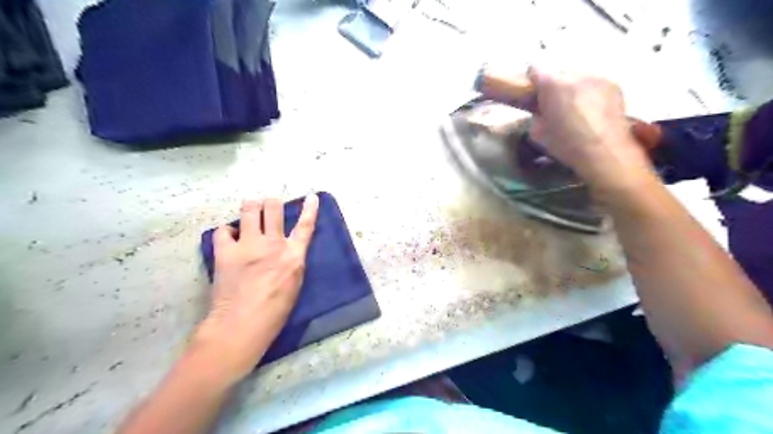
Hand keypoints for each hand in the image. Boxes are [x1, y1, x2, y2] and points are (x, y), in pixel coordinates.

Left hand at [196, 193, 317, 382]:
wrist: (242, 324)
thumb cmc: (275, 310)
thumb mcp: (295, 283)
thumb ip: (292, 261)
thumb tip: (287, 248)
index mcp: (293, 255)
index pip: (305, 226)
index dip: (310, 209)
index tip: (311, 197)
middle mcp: (272, 244)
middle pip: (273, 207)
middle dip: (271, 202)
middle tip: (269, 206)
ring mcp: (247, 245)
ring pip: (249, 209)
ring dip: (251, 207)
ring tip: (250, 212)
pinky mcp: (225, 252)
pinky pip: (224, 230)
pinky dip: (228, 231)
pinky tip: (230, 237)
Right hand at [529, 66, 654, 194]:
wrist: (604, 151)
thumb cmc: (565, 144)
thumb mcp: (538, 133)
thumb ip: (536, 115)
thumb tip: (541, 112)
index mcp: (551, 83)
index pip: (535, 69)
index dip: (532, 81)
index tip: (532, 93)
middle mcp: (574, 74)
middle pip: (558, 73)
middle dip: (554, 86)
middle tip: (554, 105)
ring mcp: (597, 77)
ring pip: (578, 78)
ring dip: (573, 89)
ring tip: (576, 109)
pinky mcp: (614, 85)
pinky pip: (595, 84)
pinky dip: (590, 93)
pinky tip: (592, 112)